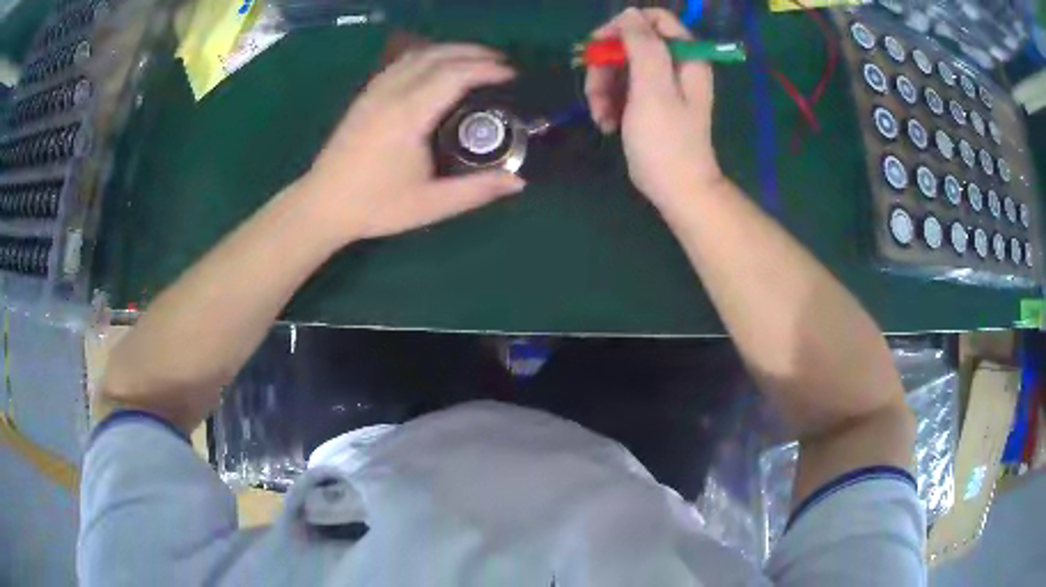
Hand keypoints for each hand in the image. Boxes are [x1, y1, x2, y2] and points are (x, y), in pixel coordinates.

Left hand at [300, 44, 525, 245]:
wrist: (323, 204)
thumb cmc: (376, 206)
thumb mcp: (430, 205)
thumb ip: (476, 190)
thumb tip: (519, 182)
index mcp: (408, 116)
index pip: (454, 75)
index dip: (486, 69)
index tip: (511, 74)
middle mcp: (392, 93)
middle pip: (438, 56)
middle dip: (474, 53)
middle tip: (502, 63)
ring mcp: (376, 91)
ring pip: (418, 54)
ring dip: (451, 50)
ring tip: (476, 59)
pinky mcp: (366, 95)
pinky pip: (401, 62)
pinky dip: (428, 56)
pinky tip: (438, 65)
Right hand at [585, 9, 722, 213]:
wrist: (677, 190)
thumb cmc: (666, 142)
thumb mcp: (652, 89)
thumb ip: (643, 45)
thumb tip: (629, 13)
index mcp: (685, 57)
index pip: (654, 19)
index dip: (623, 27)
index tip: (601, 47)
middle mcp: (675, 66)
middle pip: (631, 43)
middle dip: (606, 66)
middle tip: (595, 92)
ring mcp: (662, 85)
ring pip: (621, 67)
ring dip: (602, 89)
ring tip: (600, 116)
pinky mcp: (649, 103)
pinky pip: (622, 88)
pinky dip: (609, 103)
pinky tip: (606, 124)